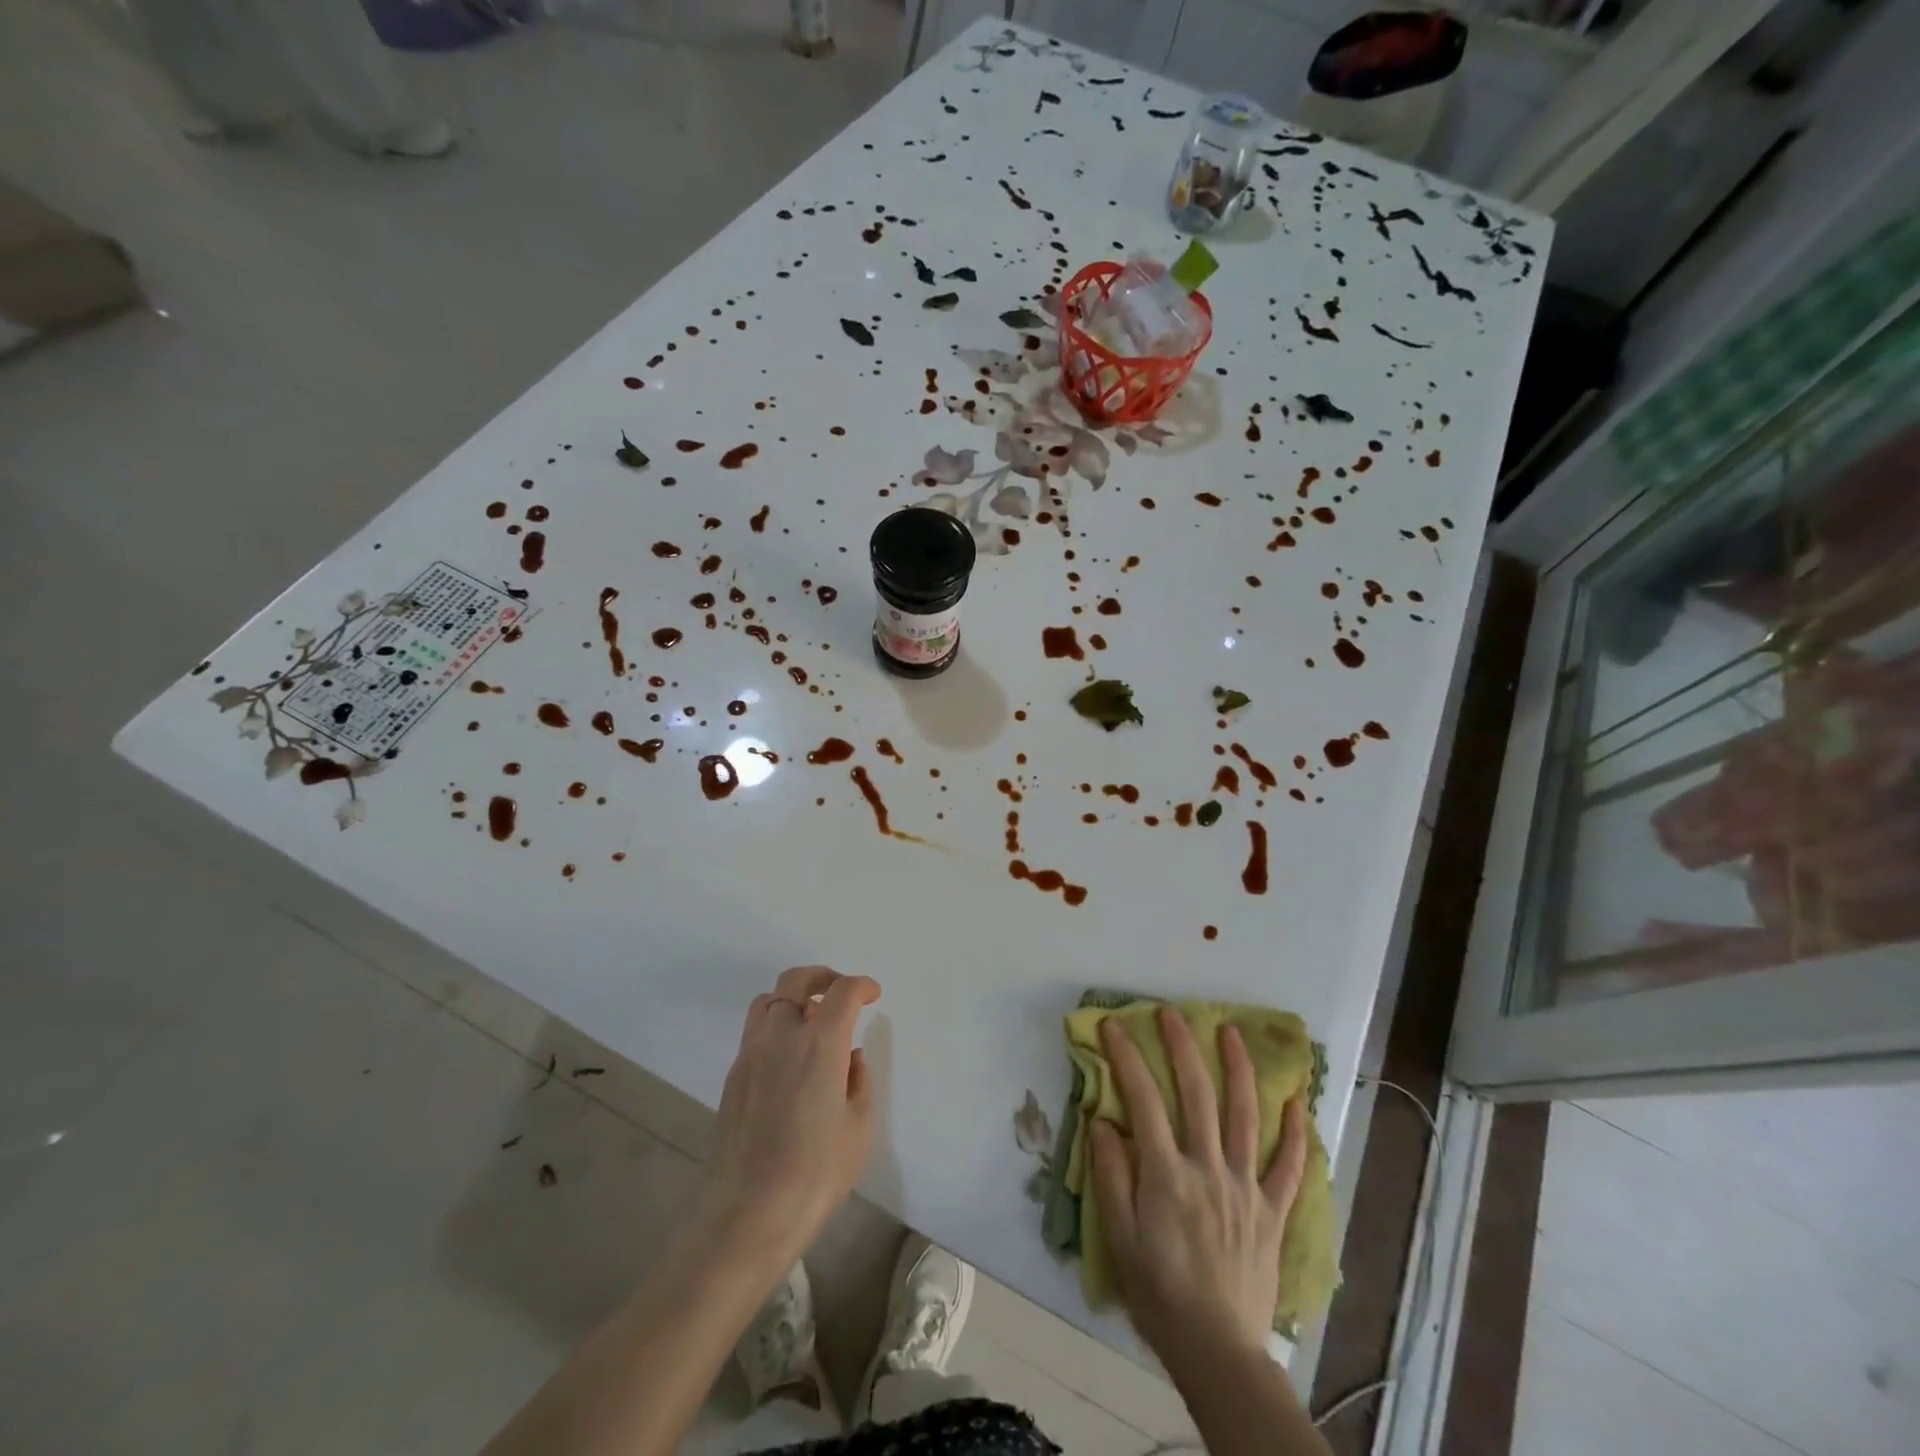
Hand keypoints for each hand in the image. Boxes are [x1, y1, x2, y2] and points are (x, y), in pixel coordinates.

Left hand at [700, 966, 880, 1270]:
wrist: (748, 1216)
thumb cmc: (816, 1174)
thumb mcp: (858, 1128)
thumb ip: (859, 1081)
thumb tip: (850, 1058)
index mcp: (820, 1044)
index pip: (842, 992)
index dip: (862, 986)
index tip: (873, 995)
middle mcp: (782, 1036)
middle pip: (796, 980)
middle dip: (823, 976)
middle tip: (840, 992)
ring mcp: (751, 1054)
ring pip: (768, 1001)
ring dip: (793, 998)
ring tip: (812, 1022)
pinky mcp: (733, 1076)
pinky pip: (755, 1032)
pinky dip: (776, 1027)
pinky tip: (790, 1060)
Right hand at [1089, 1006, 1307, 1358]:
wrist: (1218, 1352)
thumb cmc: (1159, 1294)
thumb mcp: (1118, 1239)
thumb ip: (1110, 1176)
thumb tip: (1101, 1120)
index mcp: (1167, 1176)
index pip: (1143, 1101)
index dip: (1127, 1058)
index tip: (1114, 1026)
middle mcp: (1209, 1169)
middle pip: (1197, 1094)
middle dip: (1182, 1047)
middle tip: (1171, 1013)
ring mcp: (1246, 1187)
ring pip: (1245, 1116)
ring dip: (1238, 1069)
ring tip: (1231, 1032)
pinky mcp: (1272, 1211)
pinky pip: (1289, 1167)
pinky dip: (1295, 1132)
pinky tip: (1297, 1101)